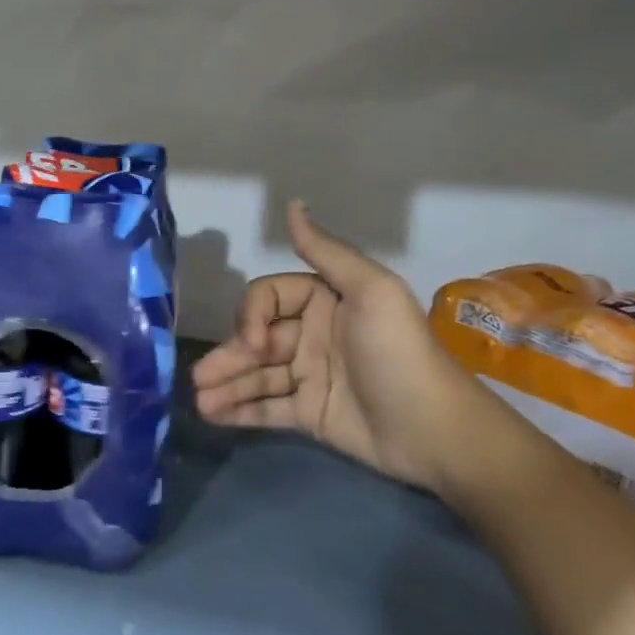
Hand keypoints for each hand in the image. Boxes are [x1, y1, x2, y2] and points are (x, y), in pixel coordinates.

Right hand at [192, 201, 457, 490]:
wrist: (435, 431)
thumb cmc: (398, 353)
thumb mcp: (371, 292)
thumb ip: (326, 251)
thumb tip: (292, 204)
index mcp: (324, 300)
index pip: (269, 298)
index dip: (253, 317)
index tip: (254, 343)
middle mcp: (312, 333)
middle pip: (256, 337)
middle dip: (228, 355)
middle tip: (201, 377)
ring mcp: (308, 374)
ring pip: (256, 374)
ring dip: (226, 384)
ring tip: (199, 401)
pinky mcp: (309, 412)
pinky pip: (266, 407)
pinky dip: (238, 410)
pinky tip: (212, 415)